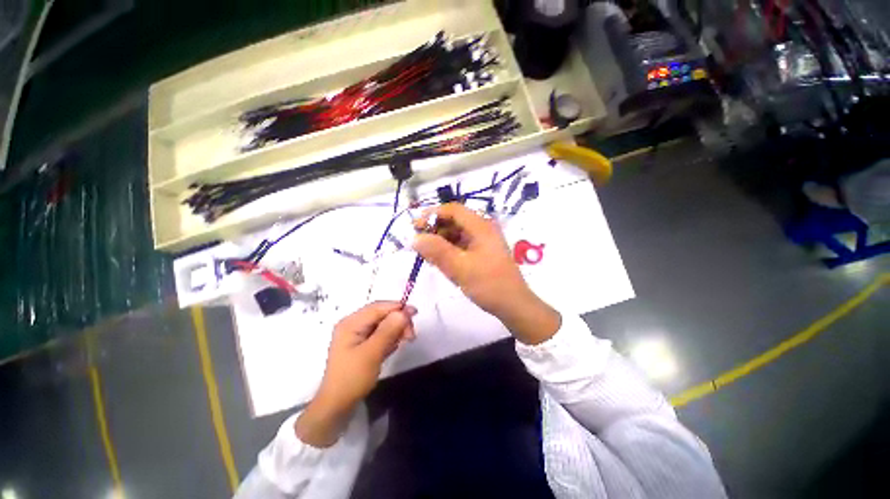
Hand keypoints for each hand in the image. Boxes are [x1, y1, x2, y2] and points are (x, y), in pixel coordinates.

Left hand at [296, 302, 415, 446]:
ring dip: (396, 330)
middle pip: (381, 314)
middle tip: (411, 335)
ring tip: (405, 341)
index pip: (378, 307)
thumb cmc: (352, 378)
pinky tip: (394, 347)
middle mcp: (353, 324)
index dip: (397, 308)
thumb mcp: (372, 353)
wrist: (337, 406)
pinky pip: (380, 335)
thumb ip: (388, 330)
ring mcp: (357, 335)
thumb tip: (404, 312)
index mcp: (351, 323)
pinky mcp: (361, 345)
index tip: (415, 313)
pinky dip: (390, 338)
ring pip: (382, 324)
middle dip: (398, 321)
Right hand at [413, 203, 559, 344]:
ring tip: (426, 254)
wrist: (514, 305)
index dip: (432, 214)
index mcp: (481, 226)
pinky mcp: (483, 252)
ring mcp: (484, 241)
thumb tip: (415, 238)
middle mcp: (483, 229)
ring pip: (457, 233)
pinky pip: (462, 244)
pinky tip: (440, 260)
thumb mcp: (459, 268)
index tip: (415, 227)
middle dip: (435, 229)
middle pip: (455, 220)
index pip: (453, 210)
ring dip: (441, 240)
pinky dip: (449, 249)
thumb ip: (436, 251)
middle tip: (419, 243)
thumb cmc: (488, 285)